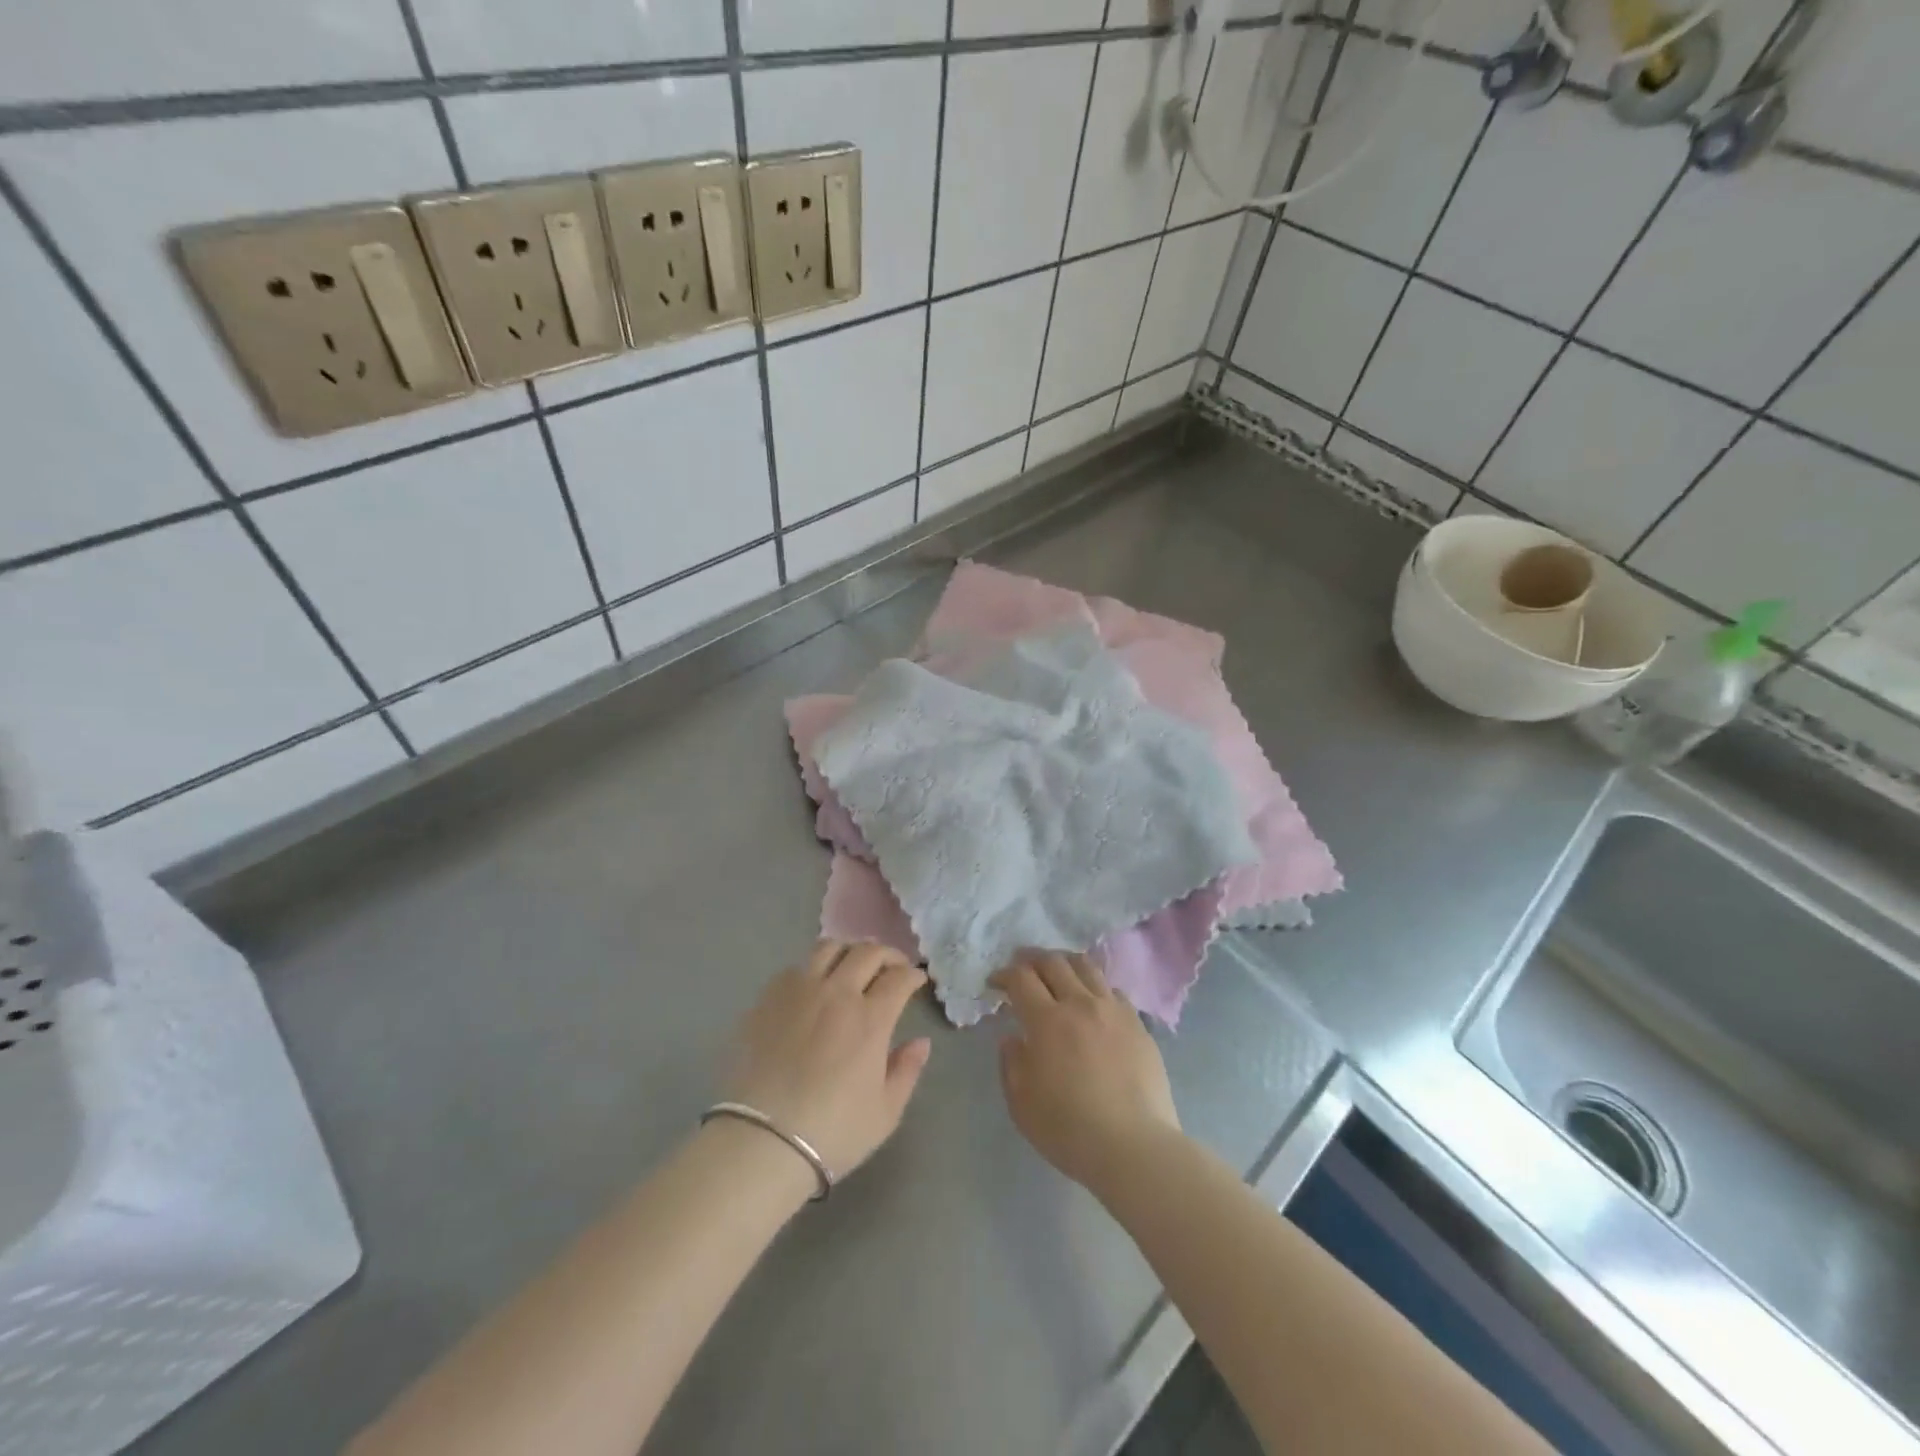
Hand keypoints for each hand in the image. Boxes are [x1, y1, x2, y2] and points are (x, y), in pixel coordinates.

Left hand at [724, 940, 932, 1181]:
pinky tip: (813, 987)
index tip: (917, 980)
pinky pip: (795, 967)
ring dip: (849, 951)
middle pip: (867, 952)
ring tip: (852, 966)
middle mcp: (836, 993)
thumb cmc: (832, 1133)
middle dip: (887, 955)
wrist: (761, 1142)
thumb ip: (907, 1071)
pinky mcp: (767, 999)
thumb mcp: (885, 1113)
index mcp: (870, 1019)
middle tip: (892, 968)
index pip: (899, 978)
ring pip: (828, 948)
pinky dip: (812, 968)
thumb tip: (921, 1042)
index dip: (913, 974)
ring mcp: (798, 991)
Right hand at [991, 952, 1181, 1200]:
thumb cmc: (1069, 1129)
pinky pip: (1113, 990)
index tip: (995, 982)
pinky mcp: (1138, 1024)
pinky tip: (1092, 1001)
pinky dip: (1095, 986)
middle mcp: (1080, 1004)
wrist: (1134, 1146)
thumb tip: (1013, 1038)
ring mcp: (1113, 1011)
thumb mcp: (1021, 1103)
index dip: (1004, 974)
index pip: (1021, 979)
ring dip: (1065, 963)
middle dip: (1032, 959)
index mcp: (1047, 1021)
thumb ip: (1011, 1063)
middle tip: (1022, 968)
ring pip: (1087, 966)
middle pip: (1053, 962)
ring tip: (1057, 972)